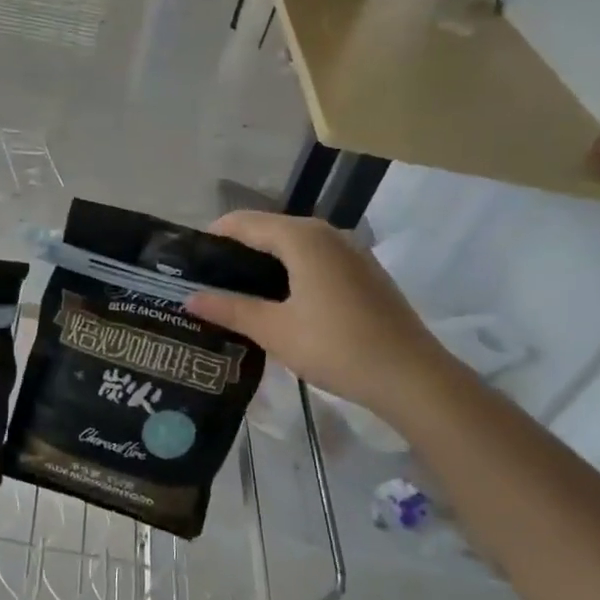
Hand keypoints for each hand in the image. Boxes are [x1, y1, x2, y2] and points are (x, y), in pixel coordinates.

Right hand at [184, 211, 453, 418]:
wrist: (411, 376)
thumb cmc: (336, 346)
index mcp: (302, 238)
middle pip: (270, 230)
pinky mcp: (364, 273)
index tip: (188, 260)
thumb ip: (229, 308)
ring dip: (264, 262)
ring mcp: (351, 252)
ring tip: (236, 292)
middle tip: (207, 280)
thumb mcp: (274, 330)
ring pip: (295, 246)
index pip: (244, 223)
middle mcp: (327, 234)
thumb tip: (189, 297)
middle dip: (237, 250)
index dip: (214, 236)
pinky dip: (291, 272)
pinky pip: (316, 260)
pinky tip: (279, 302)